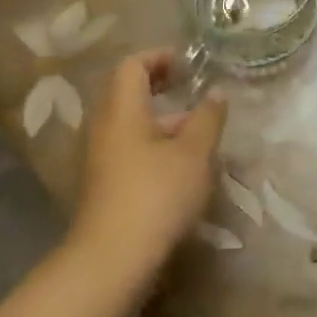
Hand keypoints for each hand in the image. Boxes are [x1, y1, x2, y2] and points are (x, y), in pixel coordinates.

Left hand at [65, 50, 225, 299]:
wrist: (113, 259)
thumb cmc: (157, 195)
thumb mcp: (195, 153)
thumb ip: (208, 118)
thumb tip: (216, 94)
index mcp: (122, 111)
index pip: (132, 66)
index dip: (160, 57)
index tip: (189, 64)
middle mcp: (104, 128)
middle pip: (128, 94)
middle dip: (162, 89)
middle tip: (194, 91)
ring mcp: (100, 159)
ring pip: (131, 126)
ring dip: (162, 122)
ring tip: (198, 133)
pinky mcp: (104, 186)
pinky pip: (129, 151)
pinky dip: (154, 146)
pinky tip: (182, 167)